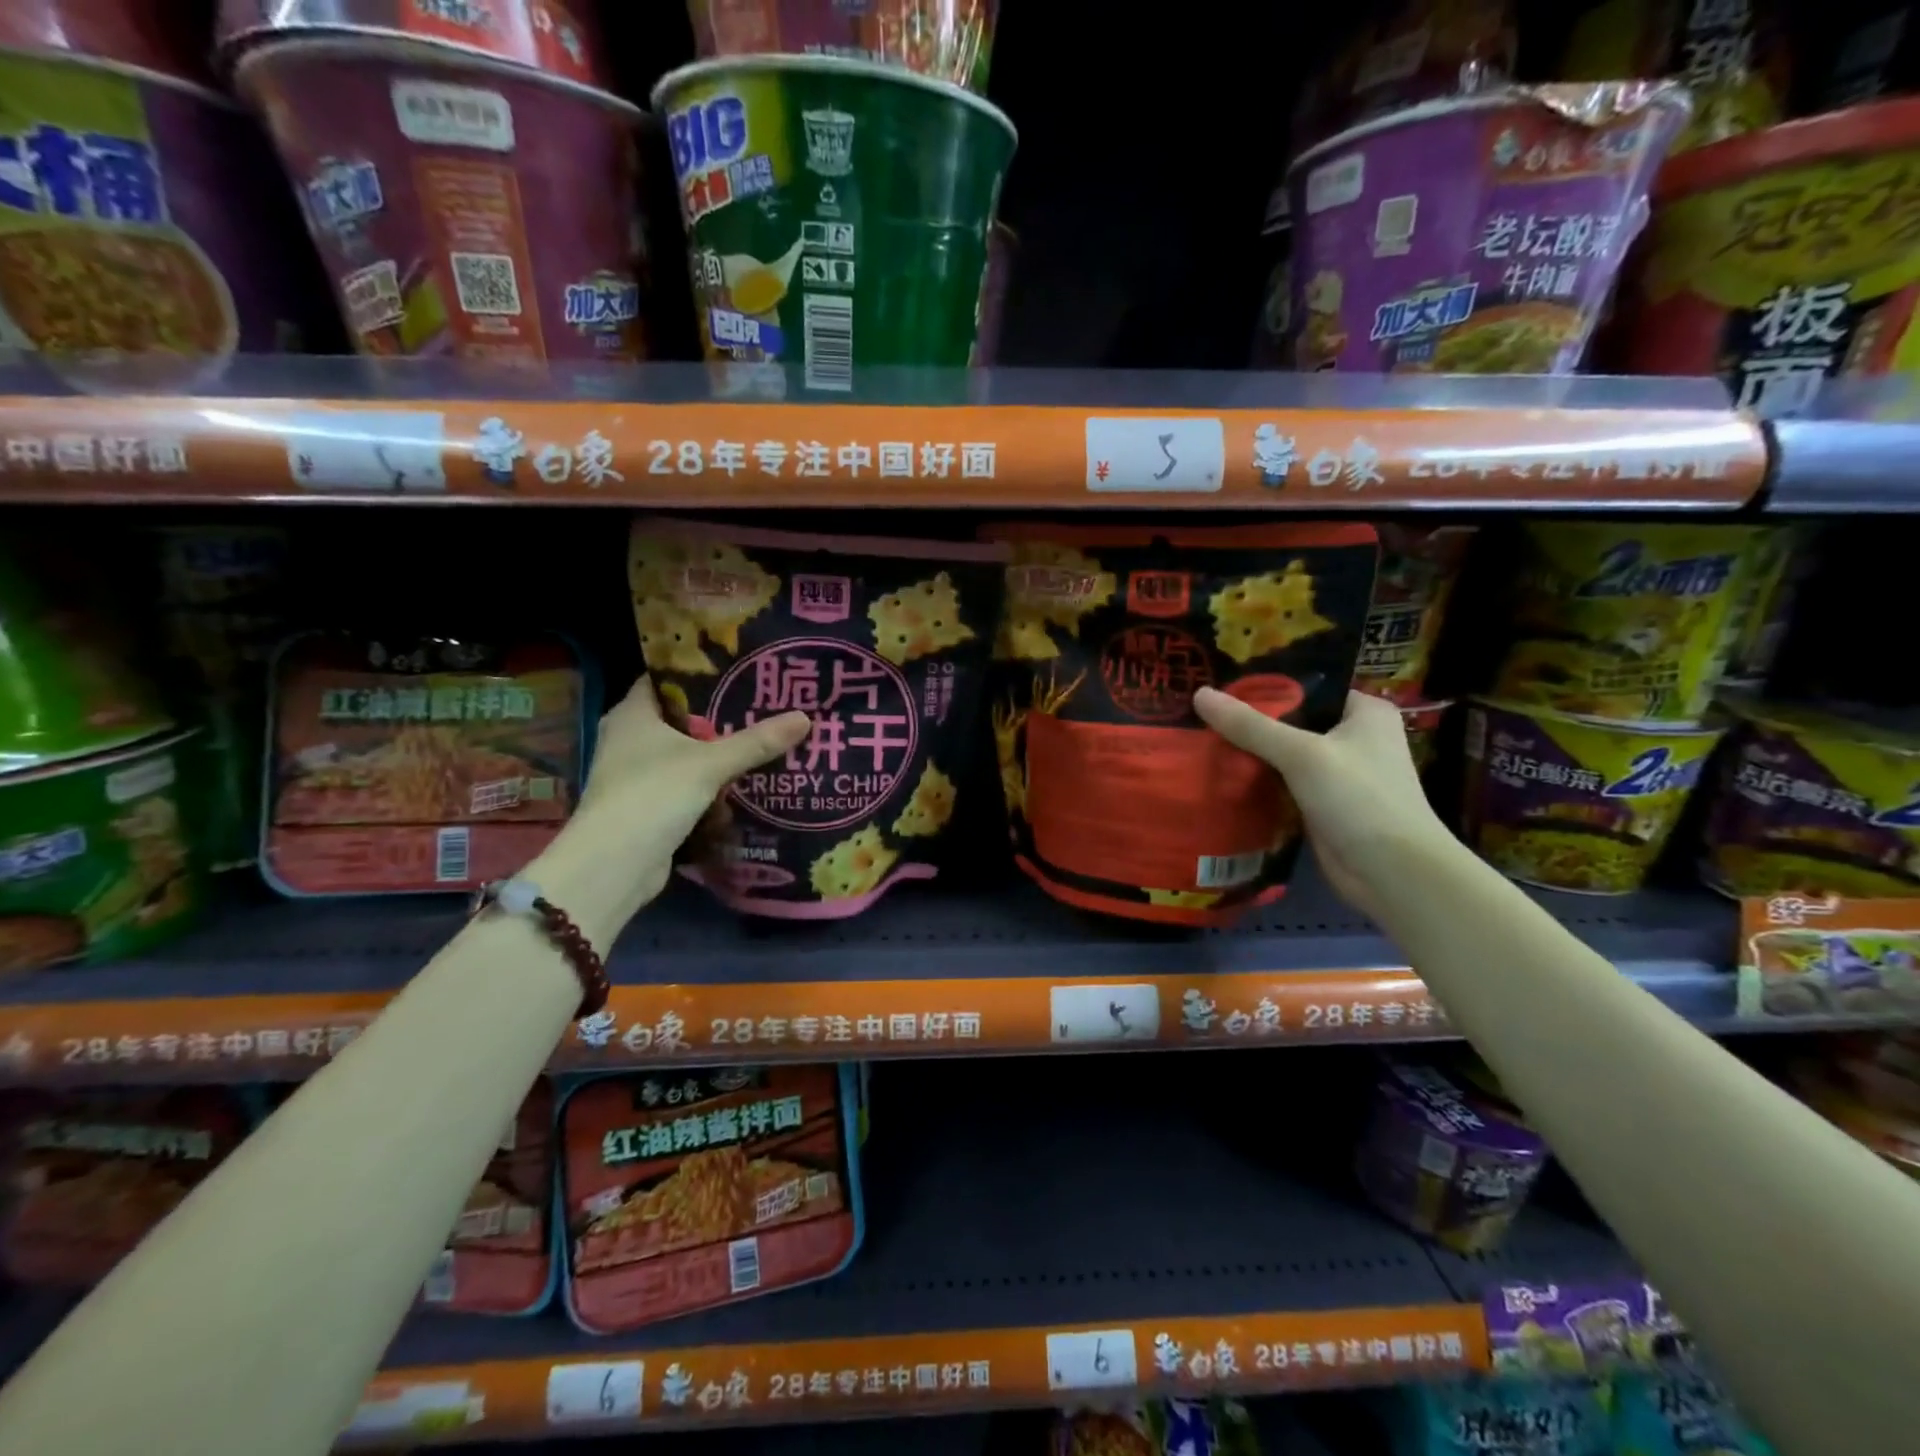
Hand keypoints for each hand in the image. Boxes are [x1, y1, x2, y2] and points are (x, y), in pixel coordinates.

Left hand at [561, 677, 808, 918]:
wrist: (615, 864)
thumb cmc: (653, 795)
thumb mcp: (710, 763)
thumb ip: (757, 741)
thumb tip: (805, 717)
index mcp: (632, 714)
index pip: (665, 679)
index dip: (700, 672)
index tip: (739, 668)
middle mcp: (628, 739)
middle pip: (680, 717)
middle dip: (719, 714)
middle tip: (762, 704)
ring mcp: (636, 774)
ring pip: (685, 753)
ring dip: (717, 751)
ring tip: (762, 738)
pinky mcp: (648, 805)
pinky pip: (686, 784)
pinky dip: (711, 783)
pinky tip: (744, 780)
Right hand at [1193, 687, 1457, 922]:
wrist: (1392, 873)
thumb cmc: (1359, 799)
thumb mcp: (1301, 754)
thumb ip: (1250, 725)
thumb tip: (1199, 694)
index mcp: (1364, 712)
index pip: (1306, 688)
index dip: (1264, 686)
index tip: (1218, 684)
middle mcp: (1355, 738)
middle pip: (1291, 722)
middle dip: (1249, 723)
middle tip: (1201, 714)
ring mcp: (1338, 774)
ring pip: (1283, 755)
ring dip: (1250, 754)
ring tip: (1200, 740)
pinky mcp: (1322, 805)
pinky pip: (1282, 784)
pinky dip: (1257, 782)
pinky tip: (1219, 776)